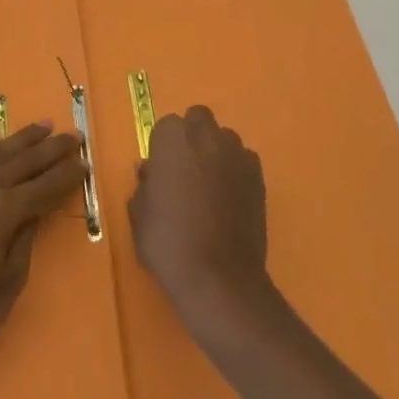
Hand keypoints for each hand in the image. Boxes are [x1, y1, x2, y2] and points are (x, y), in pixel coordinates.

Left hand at [0, 123, 87, 384]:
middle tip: (75, 136)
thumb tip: (35, 211)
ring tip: (43, 127)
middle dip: (51, 149)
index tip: (86, 162)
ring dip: (21, 139)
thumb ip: (25, 239)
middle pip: (22, 161)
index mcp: (2, 212)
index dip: (67, 175)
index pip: (44, 186)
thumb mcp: (8, 284)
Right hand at [130, 106, 272, 334]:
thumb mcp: (139, 215)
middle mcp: (207, 137)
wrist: (218, 278)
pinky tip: (229, 200)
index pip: (166, 127)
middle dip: (192, 136)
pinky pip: (244, 162)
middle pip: (199, 119)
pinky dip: (236, 172)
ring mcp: (237, 155)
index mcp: (173, 139)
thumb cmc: (168, 243)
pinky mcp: (259, 177)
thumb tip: (151, 172)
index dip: (163, 148)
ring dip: (215, 152)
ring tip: (210, 186)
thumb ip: (144, 185)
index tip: (161, 172)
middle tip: (185, 171)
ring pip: (224, 138)